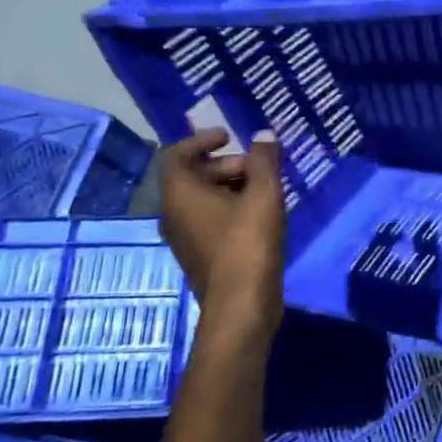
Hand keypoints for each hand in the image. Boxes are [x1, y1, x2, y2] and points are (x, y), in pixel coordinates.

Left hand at [159, 127, 285, 349]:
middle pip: (193, 176)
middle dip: (227, 164)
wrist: (241, 306)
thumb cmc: (248, 243)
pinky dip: (231, 208)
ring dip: (232, 186)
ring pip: (203, 199)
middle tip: (259, 167)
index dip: (201, 140)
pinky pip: (210, 219)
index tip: (230, 137)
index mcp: (180, 195)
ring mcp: (184, 237)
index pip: (176, 154)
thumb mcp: (264, 194)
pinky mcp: (200, 254)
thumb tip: (264, 135)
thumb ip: (264, 160)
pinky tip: (261, 215)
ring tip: (267, 189)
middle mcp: (174, 214)